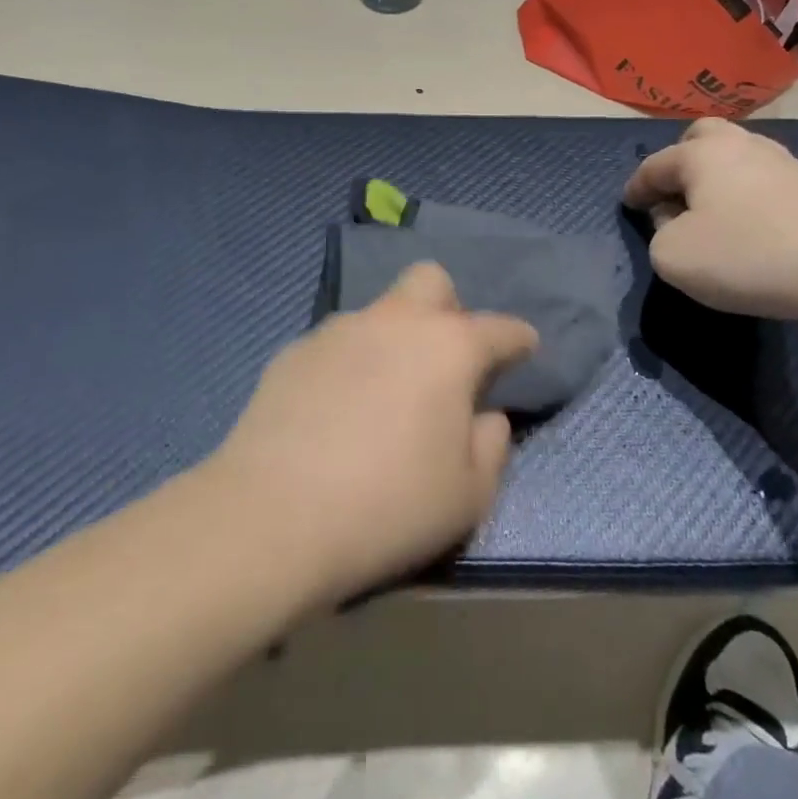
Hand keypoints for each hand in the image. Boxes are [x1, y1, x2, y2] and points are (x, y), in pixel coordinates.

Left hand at [211, 263, 537, 603]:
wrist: (272, 518)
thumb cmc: (389, 506)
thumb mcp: (469, 496)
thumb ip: (492, 446)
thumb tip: (487, 416)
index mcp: (448, 347)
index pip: (500, 328)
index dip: (519, 338)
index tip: (525, 348)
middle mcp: (395, 322)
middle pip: (431, 281)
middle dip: (448, 308)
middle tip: (445, 359)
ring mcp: (338, 331)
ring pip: (378, 312)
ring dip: (392, 338)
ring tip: (382, 394)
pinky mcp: (293, 352)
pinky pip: (335, 344)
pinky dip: (348, 365)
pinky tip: (334, 410)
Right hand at [623, 118, 797, 318]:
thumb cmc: (746, 253)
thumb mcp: (674, 257)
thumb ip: (659, 235)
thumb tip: (675, 221)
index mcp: (700, 154)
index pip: (654, 165)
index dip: (636, 187)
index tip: (629, 205)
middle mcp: (741, 145)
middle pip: (701, 138)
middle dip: (681, 160)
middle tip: (675, 193)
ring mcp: (783, 162)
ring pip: (737, 158)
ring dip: (718, 180)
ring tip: (713, 213)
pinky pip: (764, 182)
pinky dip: (748, 197)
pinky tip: (752, 224)